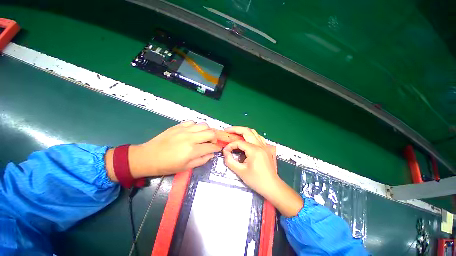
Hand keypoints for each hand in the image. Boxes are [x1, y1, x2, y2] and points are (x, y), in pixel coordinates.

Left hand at [106, 121, 221, 179]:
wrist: (148, 157)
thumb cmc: (167, 165)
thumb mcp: (186, 167)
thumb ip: (202, 160)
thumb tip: (211, 154)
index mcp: (192, 150)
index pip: (211, 146)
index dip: (217, 148)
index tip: (217, 149)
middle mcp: (190, 138)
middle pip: (210, 132)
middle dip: (214, 138)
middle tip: (211, 143)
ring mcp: (184, 130)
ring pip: (204, 125)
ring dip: (206, 131)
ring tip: (203, 136)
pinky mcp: (178, 126)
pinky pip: (193, 122)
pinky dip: (196, 127)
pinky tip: (193, 132)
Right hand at [222, 126, 277, 196]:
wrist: (272, 186)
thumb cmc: (256, 180)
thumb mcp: (240, 172)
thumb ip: (230, 161)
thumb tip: (226, 152)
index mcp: (254, 150)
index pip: (239, 142)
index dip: (230, 145)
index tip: (225, 151)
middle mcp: (260, 145)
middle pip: (246, 131)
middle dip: (235, 129)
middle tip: (227, 131)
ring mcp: (264, 146)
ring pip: (253, 132)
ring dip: (243, 131)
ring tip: (235, 133)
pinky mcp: (266, 148)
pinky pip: (258, 137)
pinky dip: (251, 135)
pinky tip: (247, 139)